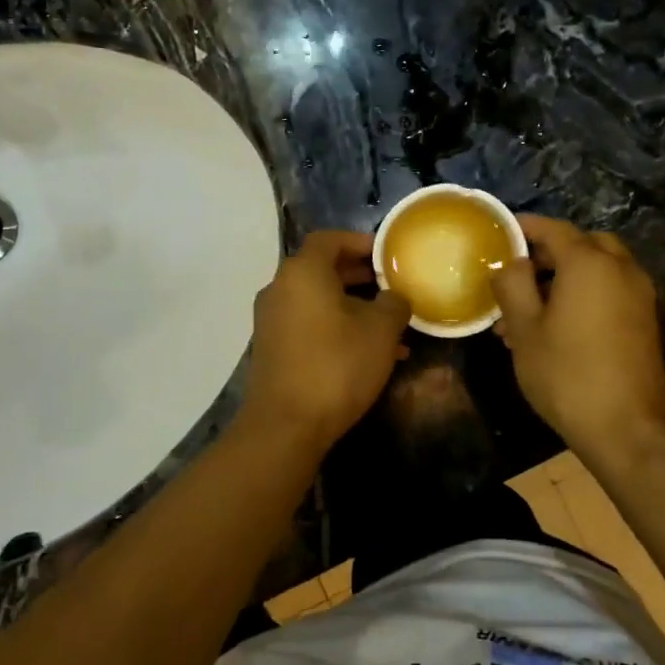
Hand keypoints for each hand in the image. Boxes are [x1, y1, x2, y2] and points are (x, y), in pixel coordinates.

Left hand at [239, 231, 410, 455]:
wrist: (286, 425)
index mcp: (302, 272)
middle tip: (391, 286)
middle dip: (359, 276)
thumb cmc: (336, 365)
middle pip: (322, 269)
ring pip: (317, 300)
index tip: (387, 255)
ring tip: (389, 327)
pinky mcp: (271, 348)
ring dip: (352, 307)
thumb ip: (394, 303)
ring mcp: (271, 320)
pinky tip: (367, 353)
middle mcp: (279, 288)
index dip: (360, 242)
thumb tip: (394, 297)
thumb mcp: (381, 331)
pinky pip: (308, 324)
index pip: (330, 239)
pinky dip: (335, 327)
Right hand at [490, 216, 664, 460]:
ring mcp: (639, 295)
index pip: (553, 229)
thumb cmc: (566, 374)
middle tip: (518, 271)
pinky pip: (611, 290)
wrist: (626, 429)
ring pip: (598, 268)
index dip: (524, 227)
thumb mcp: (524, 329)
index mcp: (589, 263)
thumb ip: (512, 284)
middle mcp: (621, 269)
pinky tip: (557, 325)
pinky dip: (585, 292)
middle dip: (549, 251)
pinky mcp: (645, 320)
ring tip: (528, 307)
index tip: (500, 233)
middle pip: (582, 243)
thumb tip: (510, 262)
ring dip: (565, 275)